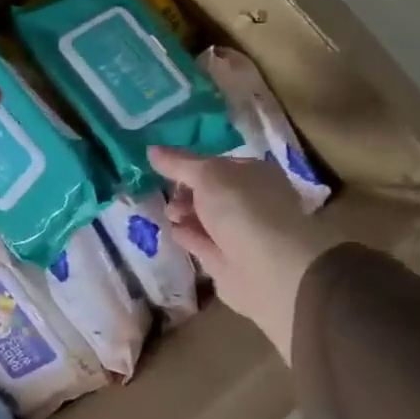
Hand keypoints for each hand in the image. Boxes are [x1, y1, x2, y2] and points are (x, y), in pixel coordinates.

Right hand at [149, 147, 342, 363]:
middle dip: (186, 191)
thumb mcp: (207, 175)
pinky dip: (188, 236)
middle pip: (211, 192)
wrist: (267, 268)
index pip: (218, 164)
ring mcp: (241, 233)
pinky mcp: (228, 261)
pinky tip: (173, 231)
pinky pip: (203, 243)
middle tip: (167, 194)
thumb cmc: (242, 209)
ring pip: (206, 219)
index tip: (164, 167)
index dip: (191, 164)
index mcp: (254, 174)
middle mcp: (251, 202)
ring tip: (168, 214)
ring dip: (185, 214)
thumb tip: (152, 149)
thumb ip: (178, 164)